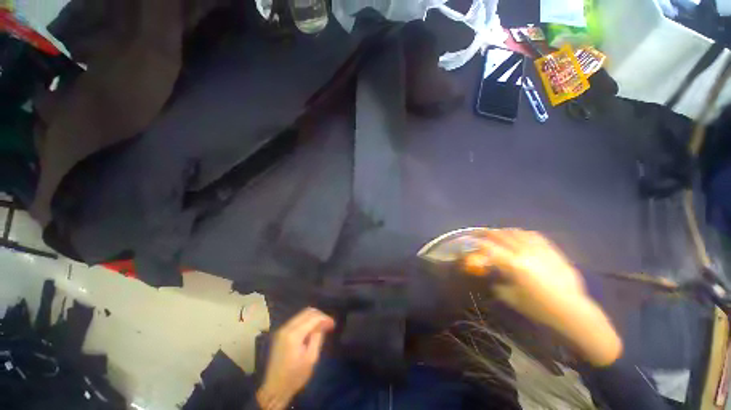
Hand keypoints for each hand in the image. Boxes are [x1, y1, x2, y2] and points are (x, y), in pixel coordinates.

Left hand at [257, 308, 334, 409]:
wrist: (275, 388)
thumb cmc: (295, 376)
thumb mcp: (311, 358)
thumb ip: (318, 337)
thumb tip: (324, 324)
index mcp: (294, 335)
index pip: (313, 318)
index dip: (325, 318)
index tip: (333, 323)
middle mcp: (287, 328)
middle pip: (307, 312)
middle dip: (319, 315)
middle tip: (328, 323)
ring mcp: (282, 329)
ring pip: (301, 314)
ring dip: (313, 317)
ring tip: (322, 326)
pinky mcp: (281, 333)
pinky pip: (296, 320)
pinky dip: (306, 321)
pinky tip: (312, 329)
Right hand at [463, 230, 622, 366]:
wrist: (573, 310)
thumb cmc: (540, 308)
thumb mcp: (513, 298)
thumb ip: (498, 286)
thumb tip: (492, 280)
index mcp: (514, 265)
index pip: (490, 248)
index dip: (478, 244)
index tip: (470, 242)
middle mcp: (525, 252)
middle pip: (502, 236)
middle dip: (487, 233)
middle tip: (479, 234)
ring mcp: (540, 250)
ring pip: (517, 233)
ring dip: (504, 232)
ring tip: (498, 234)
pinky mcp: (552, 251)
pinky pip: (535, 236)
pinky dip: (523, 234)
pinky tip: (519, 235)